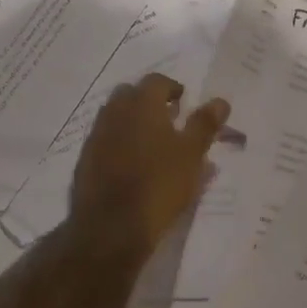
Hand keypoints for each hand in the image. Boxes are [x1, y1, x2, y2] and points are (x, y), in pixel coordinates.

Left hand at [69, 73, 230, 257]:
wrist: (110, 226)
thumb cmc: (159, 185)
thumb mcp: (191, 155)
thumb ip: (204, 124)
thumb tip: (220, 100)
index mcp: (141, 103)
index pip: (156, 81)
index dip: (171, 88)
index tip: (183, 100)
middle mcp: (115, 111)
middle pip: (131, 94)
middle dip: (148, 101)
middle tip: (168, 119)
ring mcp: (96, 135)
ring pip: (116, 116)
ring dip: (133, 122)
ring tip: (153, 144)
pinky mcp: (85, 159)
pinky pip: (105, 140)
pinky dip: (119, 143)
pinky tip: (132, 165)